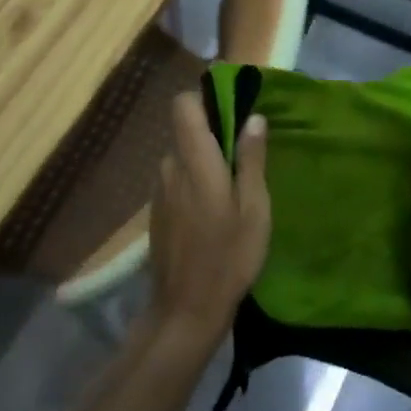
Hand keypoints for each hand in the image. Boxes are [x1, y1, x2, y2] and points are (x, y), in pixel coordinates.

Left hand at [146, 94, 270, 350]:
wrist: (185, 311)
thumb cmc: (228, 257)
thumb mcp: (254, 209)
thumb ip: (252, 159)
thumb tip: (253, 117)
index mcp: (195, 160)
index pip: (182, 105)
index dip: (203, 99)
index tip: (229, 109)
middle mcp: (170, 166)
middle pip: (185, 131)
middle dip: (211, 137)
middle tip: (242, 161)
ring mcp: (159, 189)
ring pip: (181, 158)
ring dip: (202, 164)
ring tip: (230, 193)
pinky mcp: (156, 211)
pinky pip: (176, 180)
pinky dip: (192, 185)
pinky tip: (210, 215)